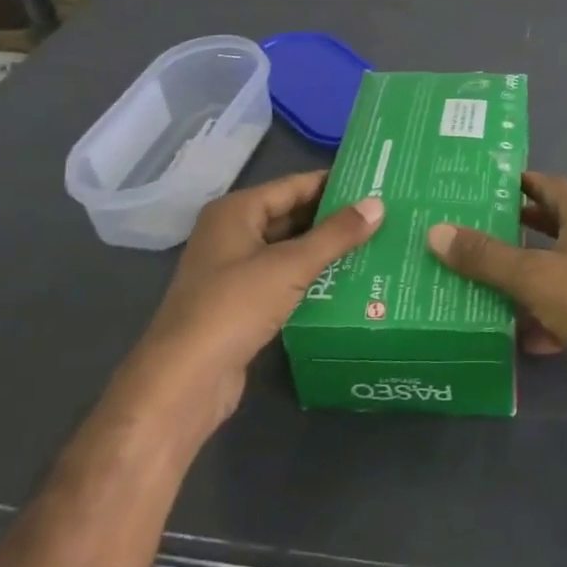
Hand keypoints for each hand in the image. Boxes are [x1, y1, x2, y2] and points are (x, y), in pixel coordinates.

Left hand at [141, 171, 383, 424]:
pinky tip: (348, 282)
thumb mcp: (290, 266)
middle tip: (382, 215)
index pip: (293, 185)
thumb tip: (377, 204)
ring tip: (375, 245)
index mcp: (236, 212)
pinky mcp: (241, 305)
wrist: (183, 383)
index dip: (333, 183)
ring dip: (325, 250)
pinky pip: (284, 280)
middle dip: (333, 218)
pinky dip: (312, 278)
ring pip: (289, 250)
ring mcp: (234, 271)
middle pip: (291, 216)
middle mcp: (232, 234)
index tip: (374, 183)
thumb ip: (335, 234)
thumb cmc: (233, 307)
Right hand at [426, 172, 566, 439]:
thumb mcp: (534, 276)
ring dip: (526, 276)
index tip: (479, 188)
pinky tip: (517, 334)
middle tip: (470, 233)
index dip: (516, 184)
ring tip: (480, 282)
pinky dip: (544, 314)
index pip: (547, 184)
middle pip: (551, 225)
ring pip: (558, 268)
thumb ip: (485, 256)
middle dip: (514, 230)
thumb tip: (436, 231)